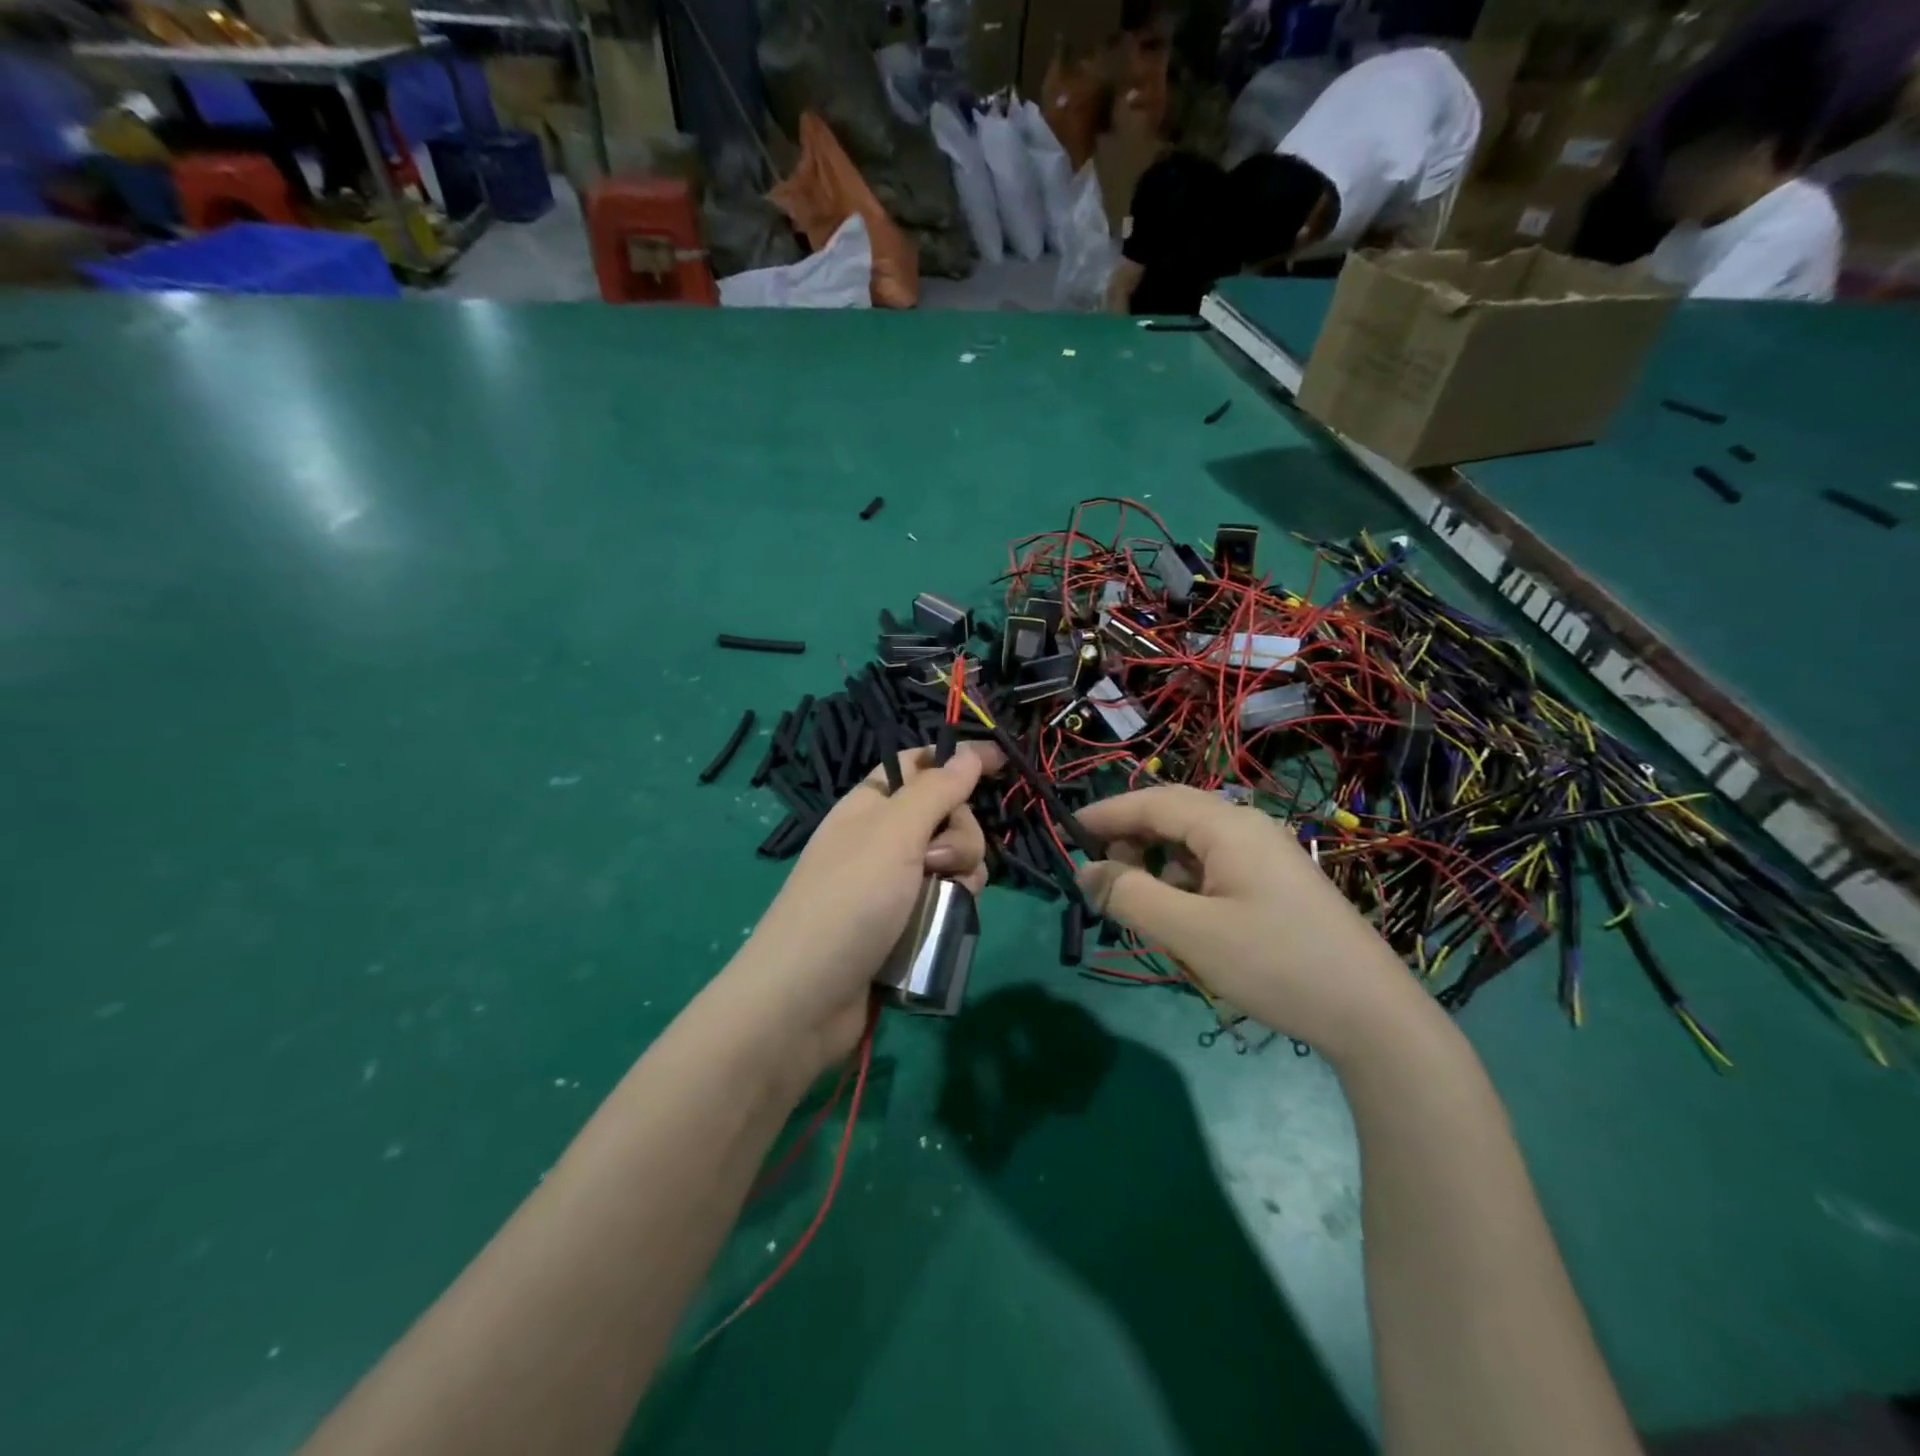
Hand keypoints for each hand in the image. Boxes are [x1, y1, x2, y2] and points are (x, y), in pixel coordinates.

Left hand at [725, 742, 1003, 1080]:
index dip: (958, 760)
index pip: (920, 765)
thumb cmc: (848, 901)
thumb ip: (937, 790)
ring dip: (961, 874)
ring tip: (940, 900)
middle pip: (947, 815)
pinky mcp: (906, 924)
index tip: (1001, 764)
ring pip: (955, 861)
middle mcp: (883, 839)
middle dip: (960, 834)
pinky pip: (947, 900)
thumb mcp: (893, 833)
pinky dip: (954, 907)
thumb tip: (970, 751)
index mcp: (871, 805)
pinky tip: (946, 923)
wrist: (805, 1000)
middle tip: (938, 861)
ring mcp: (894, 884)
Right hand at [1076, 787, 1434, 1061]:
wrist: (1373, 1017)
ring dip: (1160, 865)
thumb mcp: (1189, 932)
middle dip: (1131, 839)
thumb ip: (1130, 896)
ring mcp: (1268, 854)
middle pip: (1173, 816)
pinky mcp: (1278, 883)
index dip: (1105, 814)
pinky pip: (1217, 867)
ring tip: (1142, 907)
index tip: (1067, 832)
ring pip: (1194, 844)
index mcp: (1227, 826)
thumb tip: (1085, 871)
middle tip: (1102, 877)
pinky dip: (1187, 884)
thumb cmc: (1274, 964)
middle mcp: (1248, 827)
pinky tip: (1186, 922)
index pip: (1151, 802)